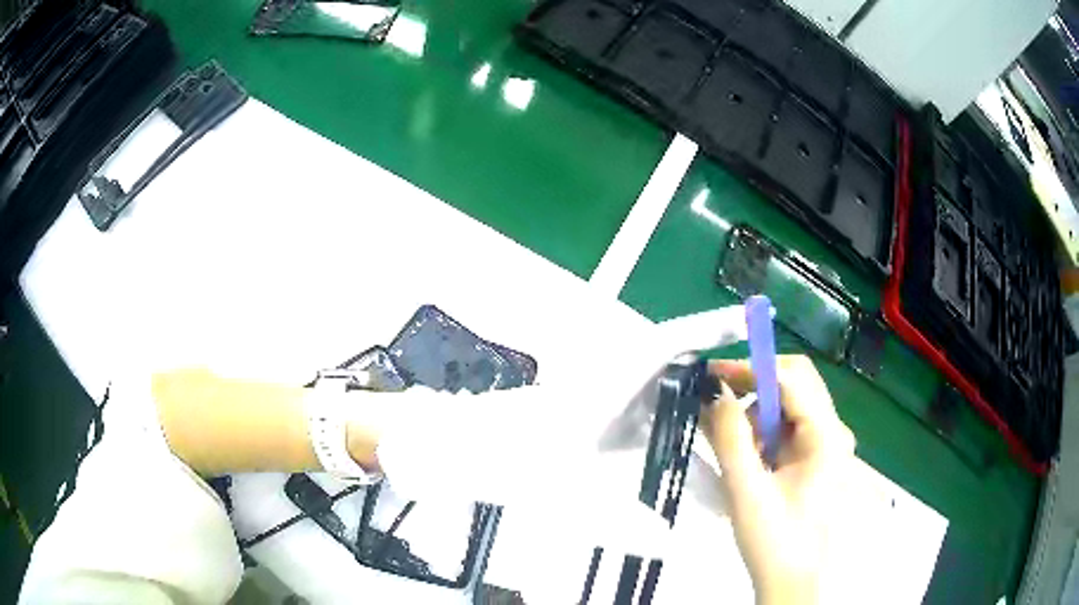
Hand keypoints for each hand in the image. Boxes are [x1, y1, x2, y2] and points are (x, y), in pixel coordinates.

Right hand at [701, 356, 855, 604]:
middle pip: (795, 384)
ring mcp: (828, 445)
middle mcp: (834, 431)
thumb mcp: (746, 491)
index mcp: (826, 436)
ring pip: (790, 407)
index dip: (750, 369)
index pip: (790, 378)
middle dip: (753, 388)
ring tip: (727, 443)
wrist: (794, 585)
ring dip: (755, 414)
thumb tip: (713, 392)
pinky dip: (762, 434)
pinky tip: (744, 458)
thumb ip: (729, 438)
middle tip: (715, 403)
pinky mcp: (817, 460)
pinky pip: (788, 430)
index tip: (710, 375)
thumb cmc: (775, 543)